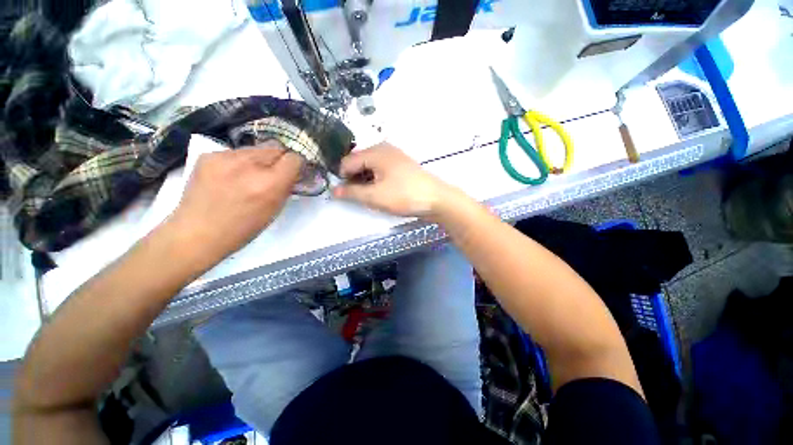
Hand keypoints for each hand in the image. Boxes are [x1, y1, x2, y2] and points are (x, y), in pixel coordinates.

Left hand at [168, 141, 302, 262]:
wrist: (196, 232)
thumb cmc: (243, 228)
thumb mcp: (275, 209)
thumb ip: (285, 187)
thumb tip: (291, 172)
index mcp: (270, 183)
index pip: (294, 158)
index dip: (296, 164)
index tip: (292, 172)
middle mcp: (249, 165)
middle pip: (276, 147)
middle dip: (279, 159)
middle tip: (272, 173)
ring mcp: (226, 157)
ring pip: (255, 148)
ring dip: (259, 159)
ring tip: (248, 175)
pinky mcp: (208, 155)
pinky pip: (235, 152)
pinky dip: (238, 161)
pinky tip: (229, 176)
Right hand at [332, 143, 456, 217]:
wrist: (436, 198)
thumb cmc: (404, 195)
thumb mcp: (375, 196)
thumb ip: (352, 192)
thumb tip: (334, 190)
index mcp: (375, 152)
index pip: (347, 161)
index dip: (343, 178)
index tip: (345, 193)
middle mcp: (383, 149)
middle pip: (359, 162)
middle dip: (355, 179)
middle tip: (360, 196)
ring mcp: (394, 156)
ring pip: (370, 166)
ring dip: (366, 180)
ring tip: (371, 195)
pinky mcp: (401, 165)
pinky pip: (381, 169)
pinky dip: (377, 179)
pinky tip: (382, 190)